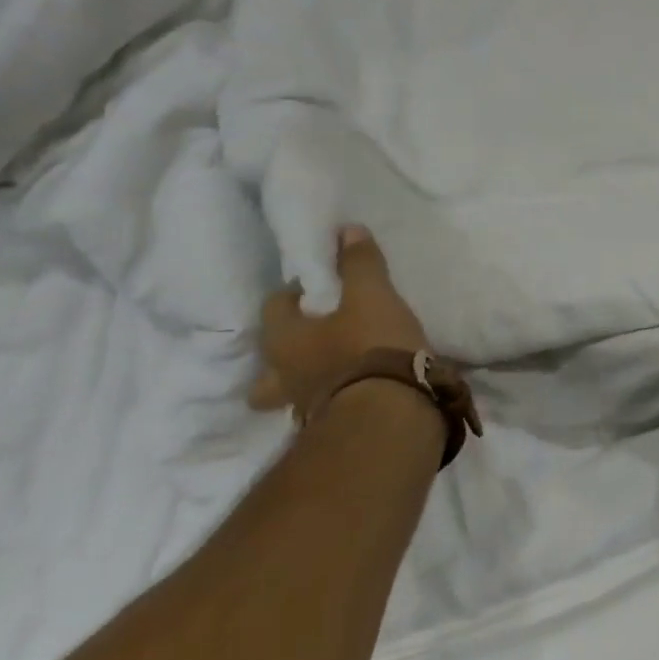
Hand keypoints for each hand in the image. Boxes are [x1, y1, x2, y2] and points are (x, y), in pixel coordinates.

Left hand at [248, 226, 429, 416]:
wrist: (390, 413)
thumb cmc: (370, 347)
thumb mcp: (372, 296)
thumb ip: (360, 264)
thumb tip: (348, 230)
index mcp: (284, 339)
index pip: (274, 307)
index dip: (295, 294)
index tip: (320, 289)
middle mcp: (283, 376)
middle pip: (269, 364)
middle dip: (287, 353)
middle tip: (315, 341)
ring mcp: (303, 408)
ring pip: (292, 393)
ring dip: (308, 382)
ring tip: (336, 373)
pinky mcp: (333, 429)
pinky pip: (326, 410)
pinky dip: (338, 401)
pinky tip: (359, 395)